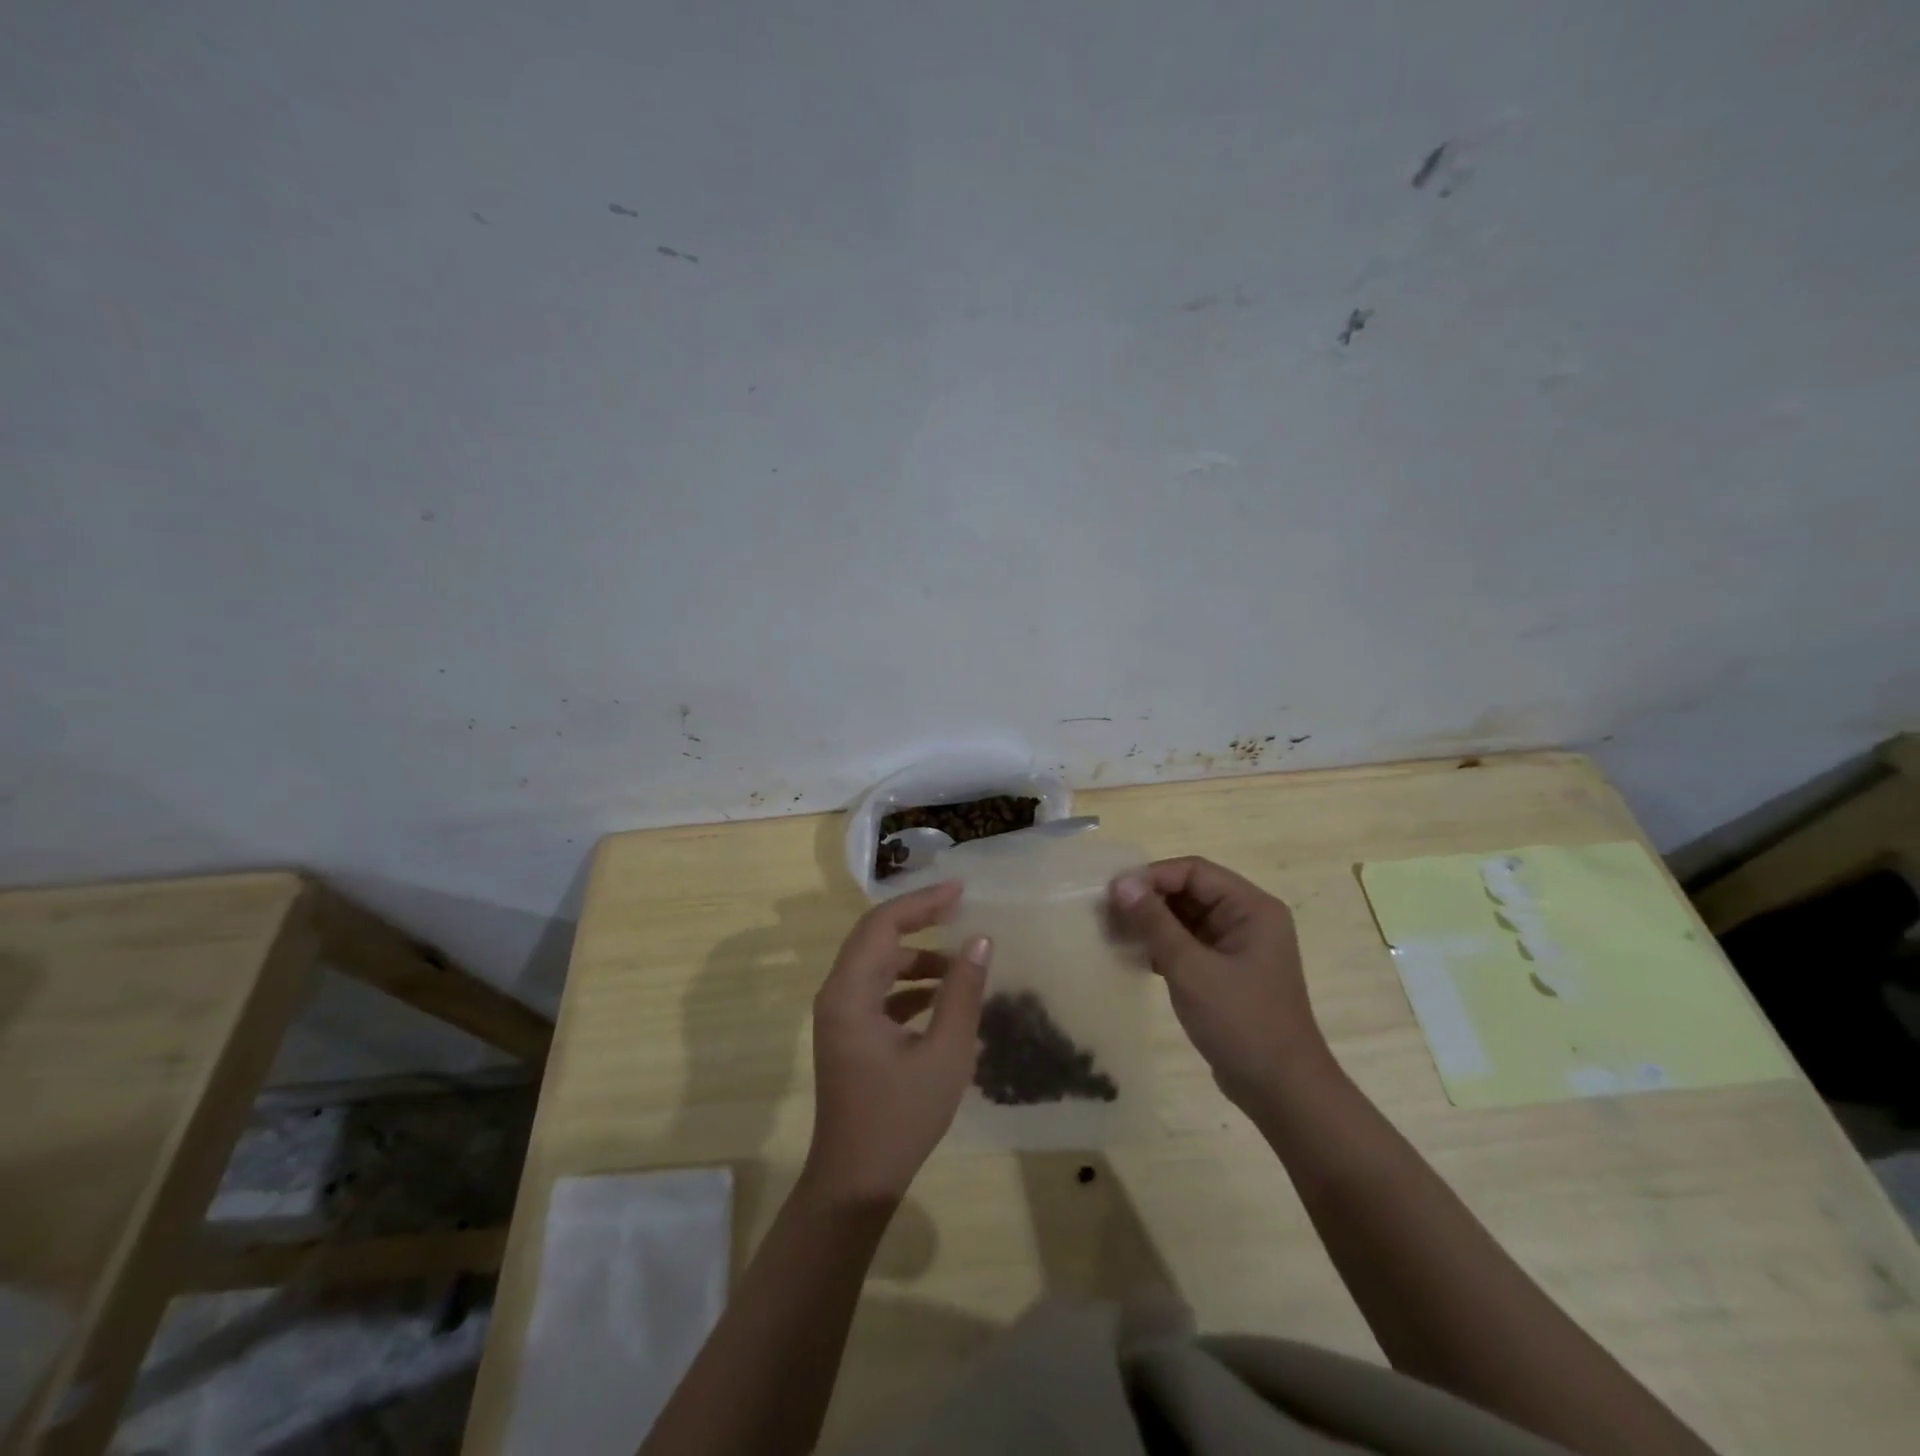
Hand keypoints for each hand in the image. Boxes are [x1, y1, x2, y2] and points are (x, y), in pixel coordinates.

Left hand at [805, 881, 990, 1203]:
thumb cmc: (900, 1119)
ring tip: (961, 961)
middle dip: (918, 919)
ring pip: (877, 964)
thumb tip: (980, 941)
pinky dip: (908, 984)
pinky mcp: (849, 1032)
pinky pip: (877, 990)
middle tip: (961, 908)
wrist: (855, 1181)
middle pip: (875, 937)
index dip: (921, 902)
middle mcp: (837, 994)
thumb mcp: (944, 1054)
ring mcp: (839, 1014)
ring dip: (916, 956)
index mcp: (850, 994)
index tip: (960, 890)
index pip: (882, 925)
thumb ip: (962, 993)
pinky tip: (942, 996)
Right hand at [1109, 857, 1330, 1107]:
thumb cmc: (1241, 1022)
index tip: (1113, 892)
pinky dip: (1161, 946)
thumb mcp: (1191, 968)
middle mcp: (1247, 919)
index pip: (1194, 871)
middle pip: (1189, 892)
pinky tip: (1133, 956)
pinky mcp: (1225, 972)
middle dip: (1148, 900)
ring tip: (1112, 933)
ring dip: (1151, 923)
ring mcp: (1237, 947)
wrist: (1281, 1091)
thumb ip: (1154, 922)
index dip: (1152, 876)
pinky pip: (1188, 944)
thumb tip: (1120, 882)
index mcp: (1251, 908)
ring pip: (1185, 919)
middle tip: (1106, 913)